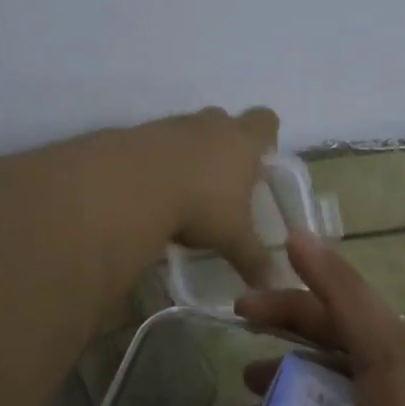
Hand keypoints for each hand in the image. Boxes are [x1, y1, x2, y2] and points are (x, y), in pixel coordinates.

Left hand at [147, 105, 280, 285]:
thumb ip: (254, 258)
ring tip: (184, 190)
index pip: (265, 121)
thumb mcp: (232, 238)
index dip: (266, 137)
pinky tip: (153, 189)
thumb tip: (273, 284)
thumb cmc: (199, 204)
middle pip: (225, 121)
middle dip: (225, 146)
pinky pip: (157, 142)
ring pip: (189, 130)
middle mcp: (210, 124)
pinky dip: (158, 160)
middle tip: (223, 181)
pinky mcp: (140, 132)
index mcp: (242, 140)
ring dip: (189, 153)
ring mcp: (173, 124)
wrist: (132, 184)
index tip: (259, 161)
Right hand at [152, 231, 404, 405]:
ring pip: (394, 366)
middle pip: (384, 345)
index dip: (340, 290)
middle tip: (244, 309)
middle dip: (315, 310)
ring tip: (260, 351)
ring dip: (330, 340)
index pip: (385, 352)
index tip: (296, 243)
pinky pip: (400, 397)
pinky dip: (349, 377)